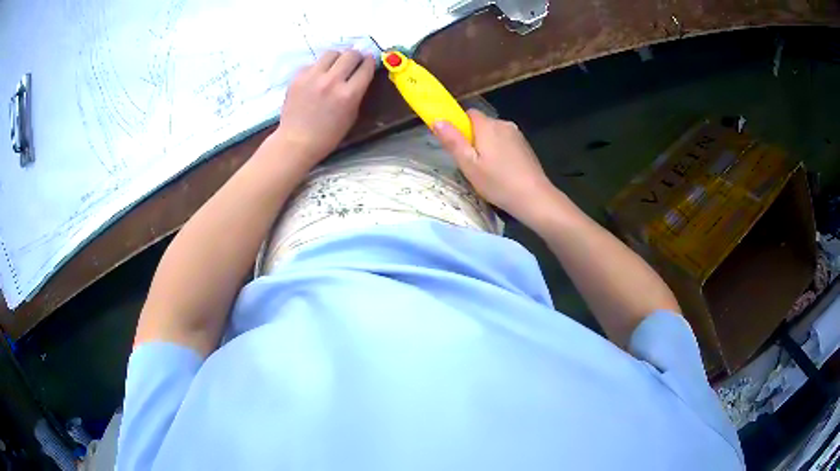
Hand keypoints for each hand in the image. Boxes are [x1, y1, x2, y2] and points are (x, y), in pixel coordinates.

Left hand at [275, 50, 375, 164]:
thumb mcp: (351, 115)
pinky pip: (313, 64)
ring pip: (331, 53)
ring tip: (335, 66)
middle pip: (350, 54)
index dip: (370, 61)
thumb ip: (357, 93)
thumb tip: (360, 74)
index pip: (366, 67)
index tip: (369, 60)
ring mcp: (313, 77)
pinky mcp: (298, 77)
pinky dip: (318, 68)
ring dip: (337, 58)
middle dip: (356, 56)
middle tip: (354, 61)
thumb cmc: (328, 135)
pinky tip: (316, 78)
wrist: (297, 141)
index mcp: (349, 94)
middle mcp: (332, 81)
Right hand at [434, 109, 556, 223]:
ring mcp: (517, 135)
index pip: (469, 113)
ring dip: (488, 145)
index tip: (457, 145)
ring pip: (494, 134)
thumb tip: (437, 120)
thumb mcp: (468, 165)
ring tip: (487, 170)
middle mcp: (503, 124)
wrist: (534, 197)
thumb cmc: (498, 182)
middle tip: (471, 163)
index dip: (460, 126)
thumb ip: (452, 141)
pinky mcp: (525, 146)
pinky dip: (500, 151)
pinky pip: (506, 142)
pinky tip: (502, 171)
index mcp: (487, 126)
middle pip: (482, 124)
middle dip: (473, 138)